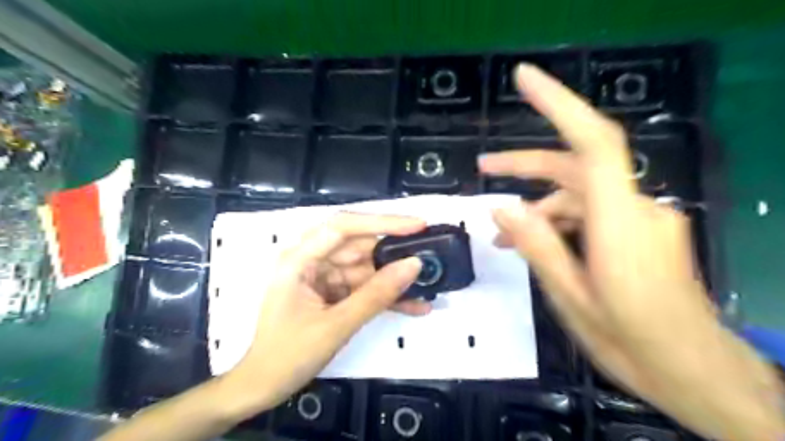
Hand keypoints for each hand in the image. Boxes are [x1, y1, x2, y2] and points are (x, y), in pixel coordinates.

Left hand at [225, 212, 425, 414]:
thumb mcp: (337, 325)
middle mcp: (311, 260)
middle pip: (359, 246)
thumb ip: (377, 294)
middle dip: (394, 253)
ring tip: (427, 286)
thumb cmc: (288, 355)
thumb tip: (414, 265)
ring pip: (366, 268)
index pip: (344, 227)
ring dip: (394, 280)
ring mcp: (322, 276)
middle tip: (430, 257)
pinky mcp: (332, 292)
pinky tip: (414, 305)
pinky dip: (385, 296)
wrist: (264, 386)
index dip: (383, 221)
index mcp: (299, 259)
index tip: (417, 225)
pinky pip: (363, 287)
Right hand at [478, 65, 784, 438]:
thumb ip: (537, 247)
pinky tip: (536, 244)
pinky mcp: (644, 231)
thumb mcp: (571, 296)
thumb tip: (501, 209)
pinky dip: (562, 222)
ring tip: (502, 235)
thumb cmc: (631, 339)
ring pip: (582, 195)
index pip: (592, 142)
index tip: (524, 77)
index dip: (559, 103)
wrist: (693, 371)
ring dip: (540, 206)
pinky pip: (595, 214)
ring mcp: (643, 219)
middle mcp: (636, 208)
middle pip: (577, 166)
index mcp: (619, 222)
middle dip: (527, 165)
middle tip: (484, 168)